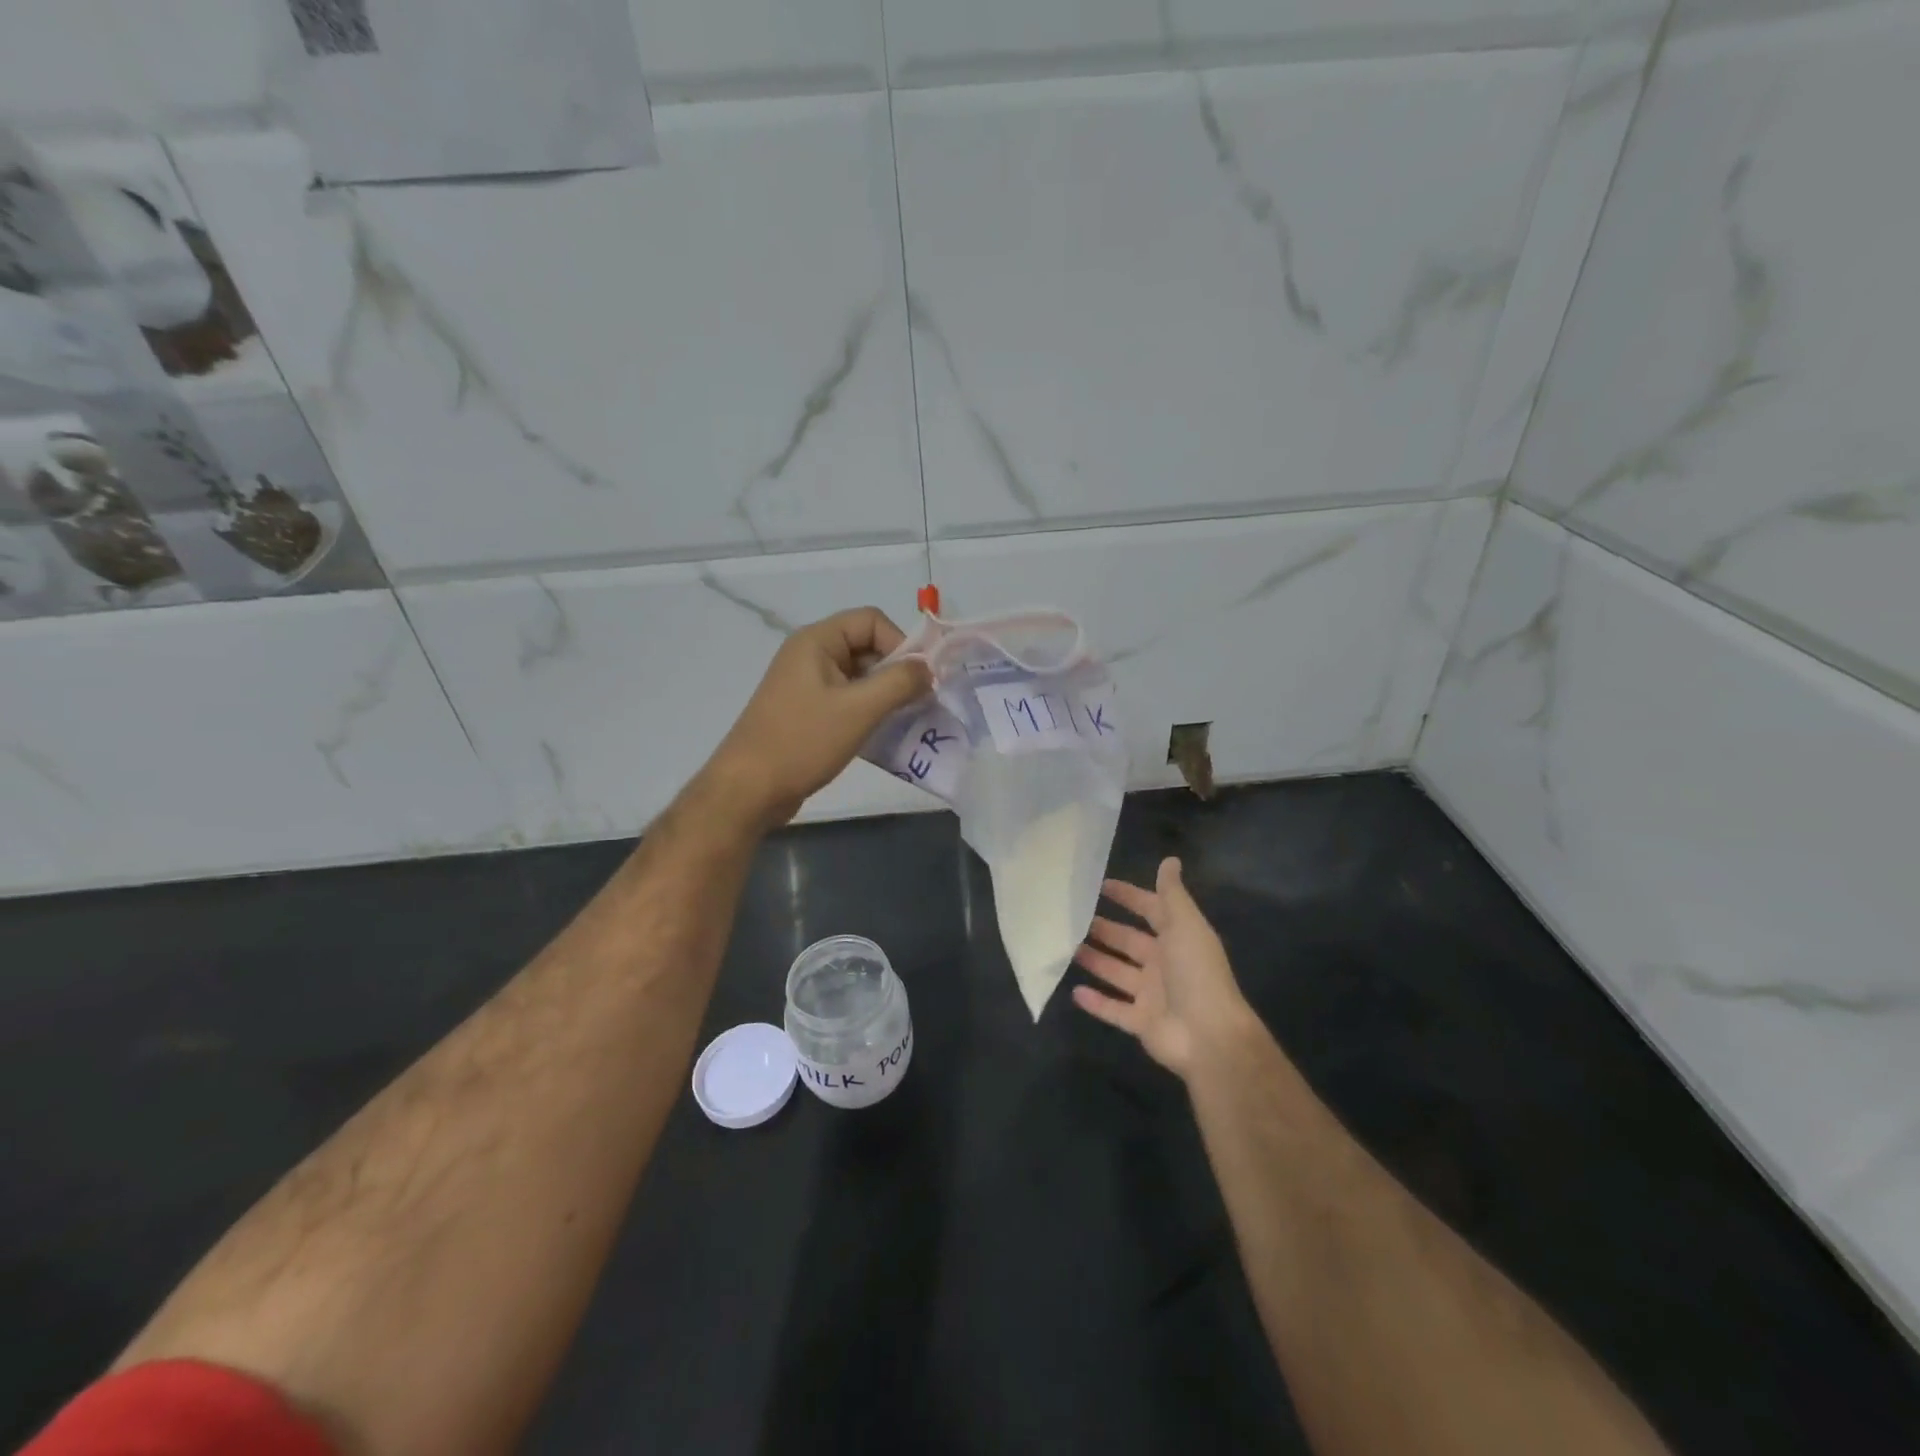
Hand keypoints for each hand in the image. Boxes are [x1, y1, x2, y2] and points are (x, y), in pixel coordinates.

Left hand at [705, 607, 931, 827]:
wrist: (749, 790)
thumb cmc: (803, 741)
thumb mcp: (859, 709)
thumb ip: (900, 682)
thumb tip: (928, 669)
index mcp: (816, 641)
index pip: (871, 620)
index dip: (900, 643)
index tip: (918, 679)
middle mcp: (810, 655)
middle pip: (867, 646)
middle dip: (896, 671)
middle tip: (919, 703)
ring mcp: (806, 685)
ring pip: (859, 676)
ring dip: (886, 695)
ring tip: (905, 721)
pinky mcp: (807, 712)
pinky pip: (848, 700)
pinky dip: (869, 712)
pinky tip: (883, 735)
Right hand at [1073, 858, 1260, 1079]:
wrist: (1210, 1035)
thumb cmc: (1196, 972)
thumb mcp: (1186, 925)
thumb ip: (1173, 894)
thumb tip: (1170, 859)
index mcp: (1177, 939)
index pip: (1150, 911)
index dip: (1129, 897)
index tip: (1100, 885)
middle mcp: (1164, 965)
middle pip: (1129, 942)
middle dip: (1105, 930)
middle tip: (1074, 917)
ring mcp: (1152, 996)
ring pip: (1117, 973)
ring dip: (1096, 961)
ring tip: (1067, 948)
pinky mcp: (1141, 1023)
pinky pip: (1114, 1010)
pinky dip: (1096, 1002)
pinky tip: (1074, 991)